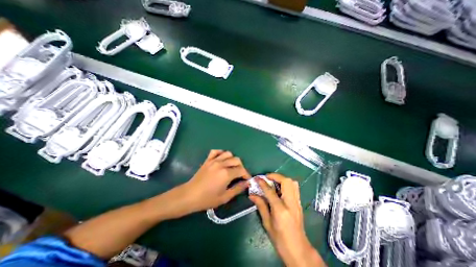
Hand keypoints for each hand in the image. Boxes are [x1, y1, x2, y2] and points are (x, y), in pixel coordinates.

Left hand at [175, 151, 248, 214]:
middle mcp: (221, 164)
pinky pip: (215, 151)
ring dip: (232, 159)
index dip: (246, 175)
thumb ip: (237, 189)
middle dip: (241, 167)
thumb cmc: (207, 199)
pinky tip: (222, 159)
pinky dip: (221, 153)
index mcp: (226, 174)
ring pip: (228, 153)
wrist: (189, 196)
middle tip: (240, 175)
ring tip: (232, 167)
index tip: (247, 180)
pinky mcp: (207, 160)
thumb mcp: (225, 197)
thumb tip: (247, 183)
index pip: (241, 170)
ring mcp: (213, 161)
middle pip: (236, 160)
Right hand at [250, 173, 322, 266]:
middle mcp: (291, 203)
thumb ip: (260, 205)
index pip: (271, 191)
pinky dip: (286, 183)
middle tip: (267, 178)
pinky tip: (279, 188)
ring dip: (281, 179)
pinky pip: (294, 187)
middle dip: (275, 176)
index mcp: (281, 210)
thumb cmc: (280, 239)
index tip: (257, 178)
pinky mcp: (299, 203)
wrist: (298, 250)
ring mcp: (297, 202)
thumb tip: (251, 195)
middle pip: (286, 181)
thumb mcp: (267, 223)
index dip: (263, 183)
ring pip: (292, 182)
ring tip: (273, 181)